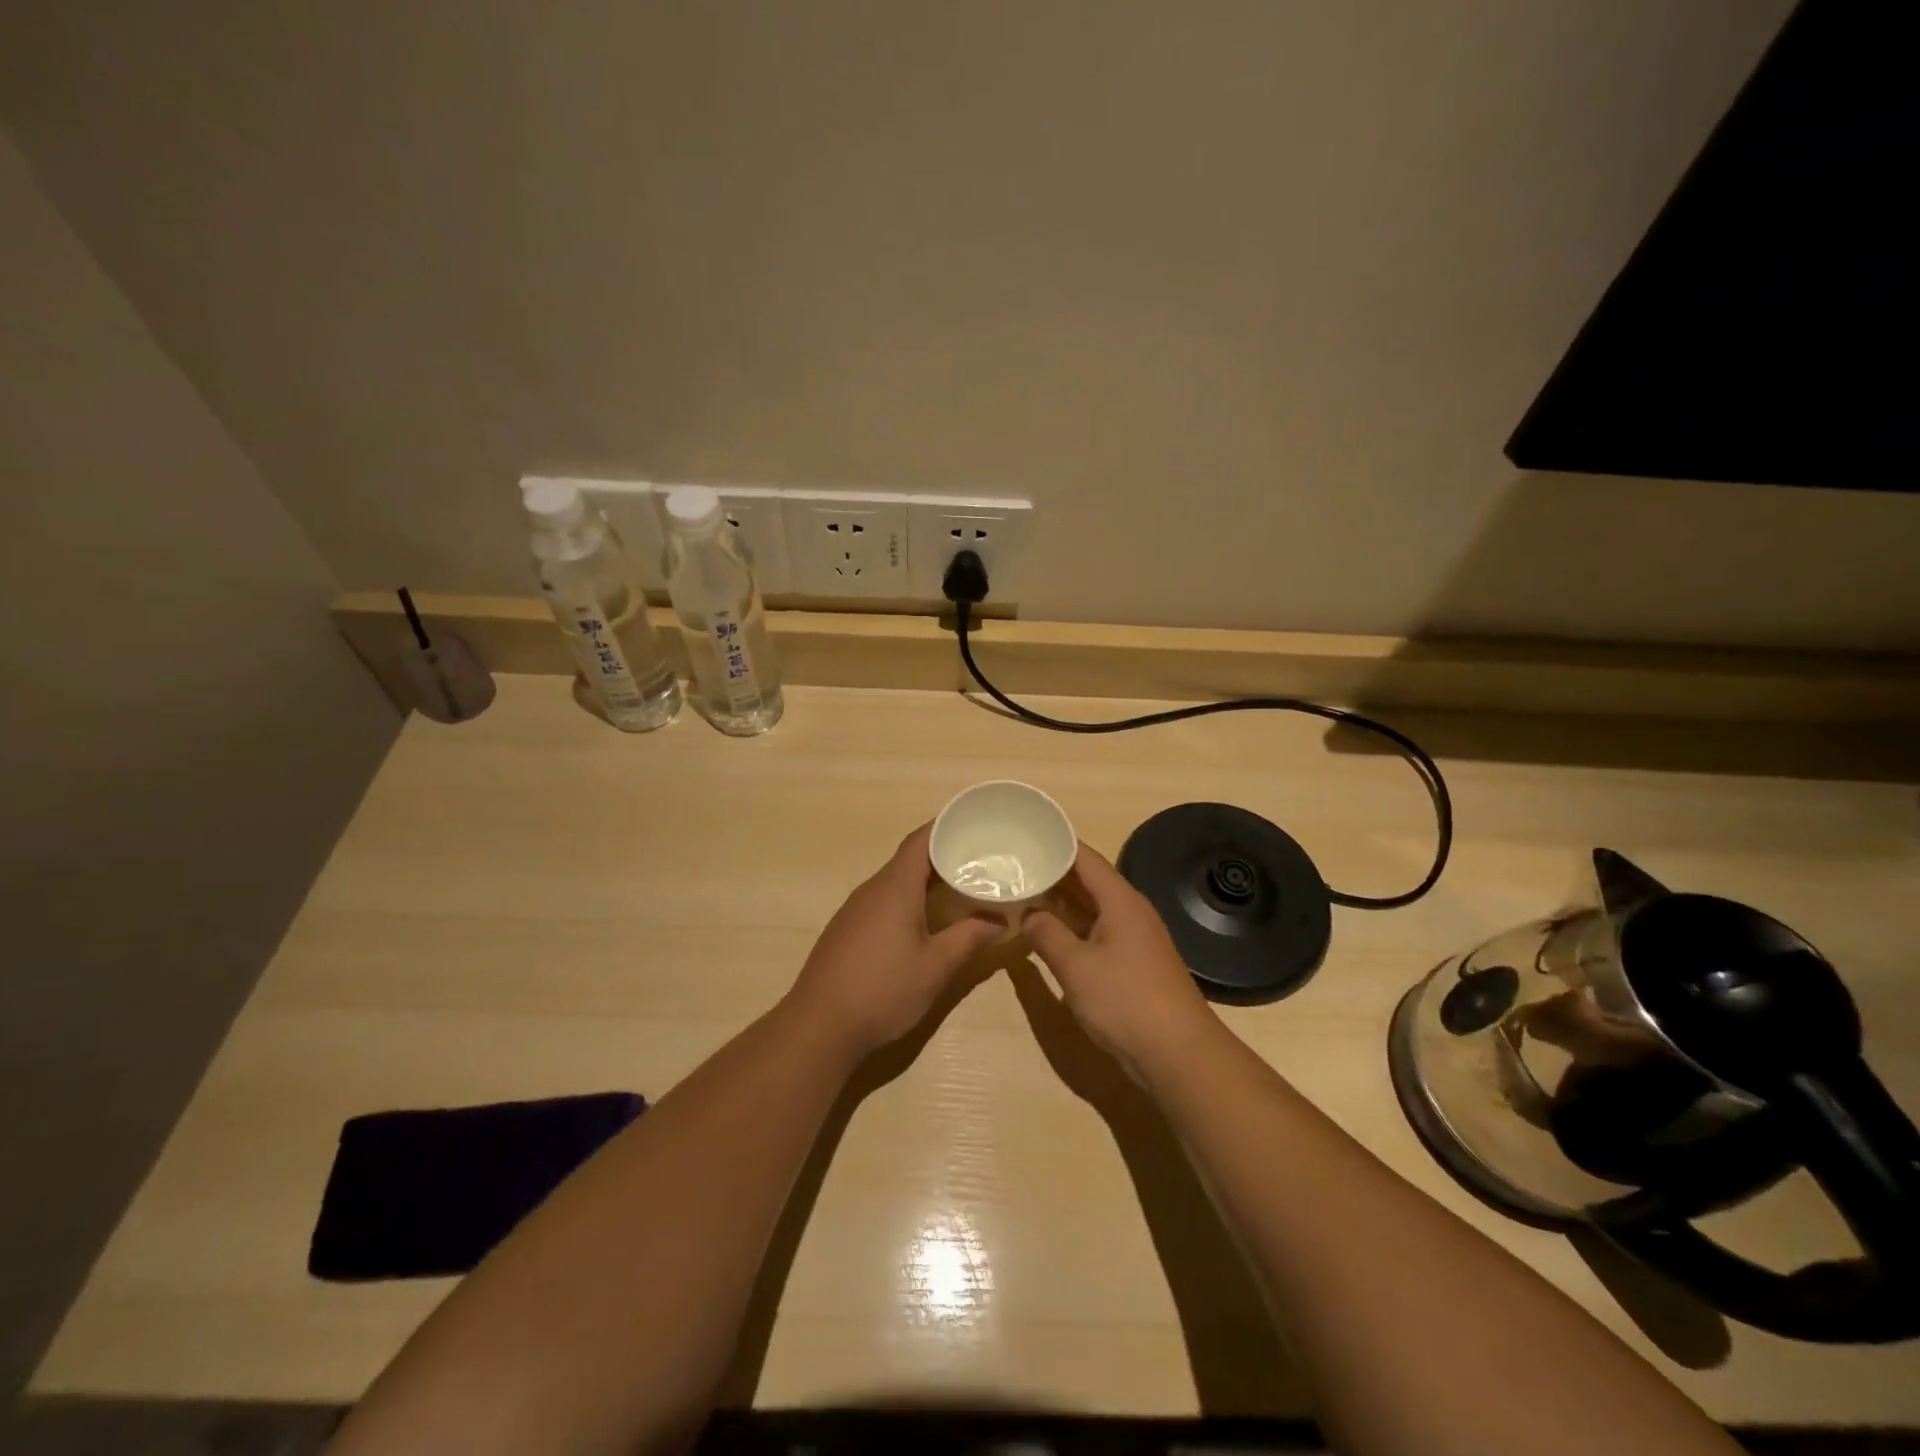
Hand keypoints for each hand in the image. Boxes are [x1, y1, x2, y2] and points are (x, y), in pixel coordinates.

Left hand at [786, 824, 1002, 1060]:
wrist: (819, 1026)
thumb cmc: (883, 990)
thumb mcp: (935, 967)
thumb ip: (968, 938)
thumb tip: (998, 920)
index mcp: (895, 887)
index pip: (921, 840)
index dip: (946, 826)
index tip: (973, 822)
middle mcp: (872, 889)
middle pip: (909, 859)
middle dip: (943, 854)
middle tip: (979, 859)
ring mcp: (855, 910)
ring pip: (895, 881)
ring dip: (925, 879)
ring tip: (959, 886)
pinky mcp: (846, 929)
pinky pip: (883, 900)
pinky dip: (908, 898)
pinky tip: (924, 919)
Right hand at [1022, 843, 1219, 1085]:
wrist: (1179, 1054)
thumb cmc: (1125, 1001)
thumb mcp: (1075, 966)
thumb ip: (1047, 934)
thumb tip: (1028, 913)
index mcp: (1120, 900)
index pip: (1084, 857)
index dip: (1055, 844)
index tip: (1024, 837)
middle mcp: (1130, 911)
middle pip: (1089, 880)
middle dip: (1053, 872)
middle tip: (1014, 866)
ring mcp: (1134, 938)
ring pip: (1092, 908)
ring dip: (1061, 902)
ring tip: (1023, 893)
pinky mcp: (1134, 964)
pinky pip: (1097, 932)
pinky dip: (1073, 927)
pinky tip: (1049, 934)